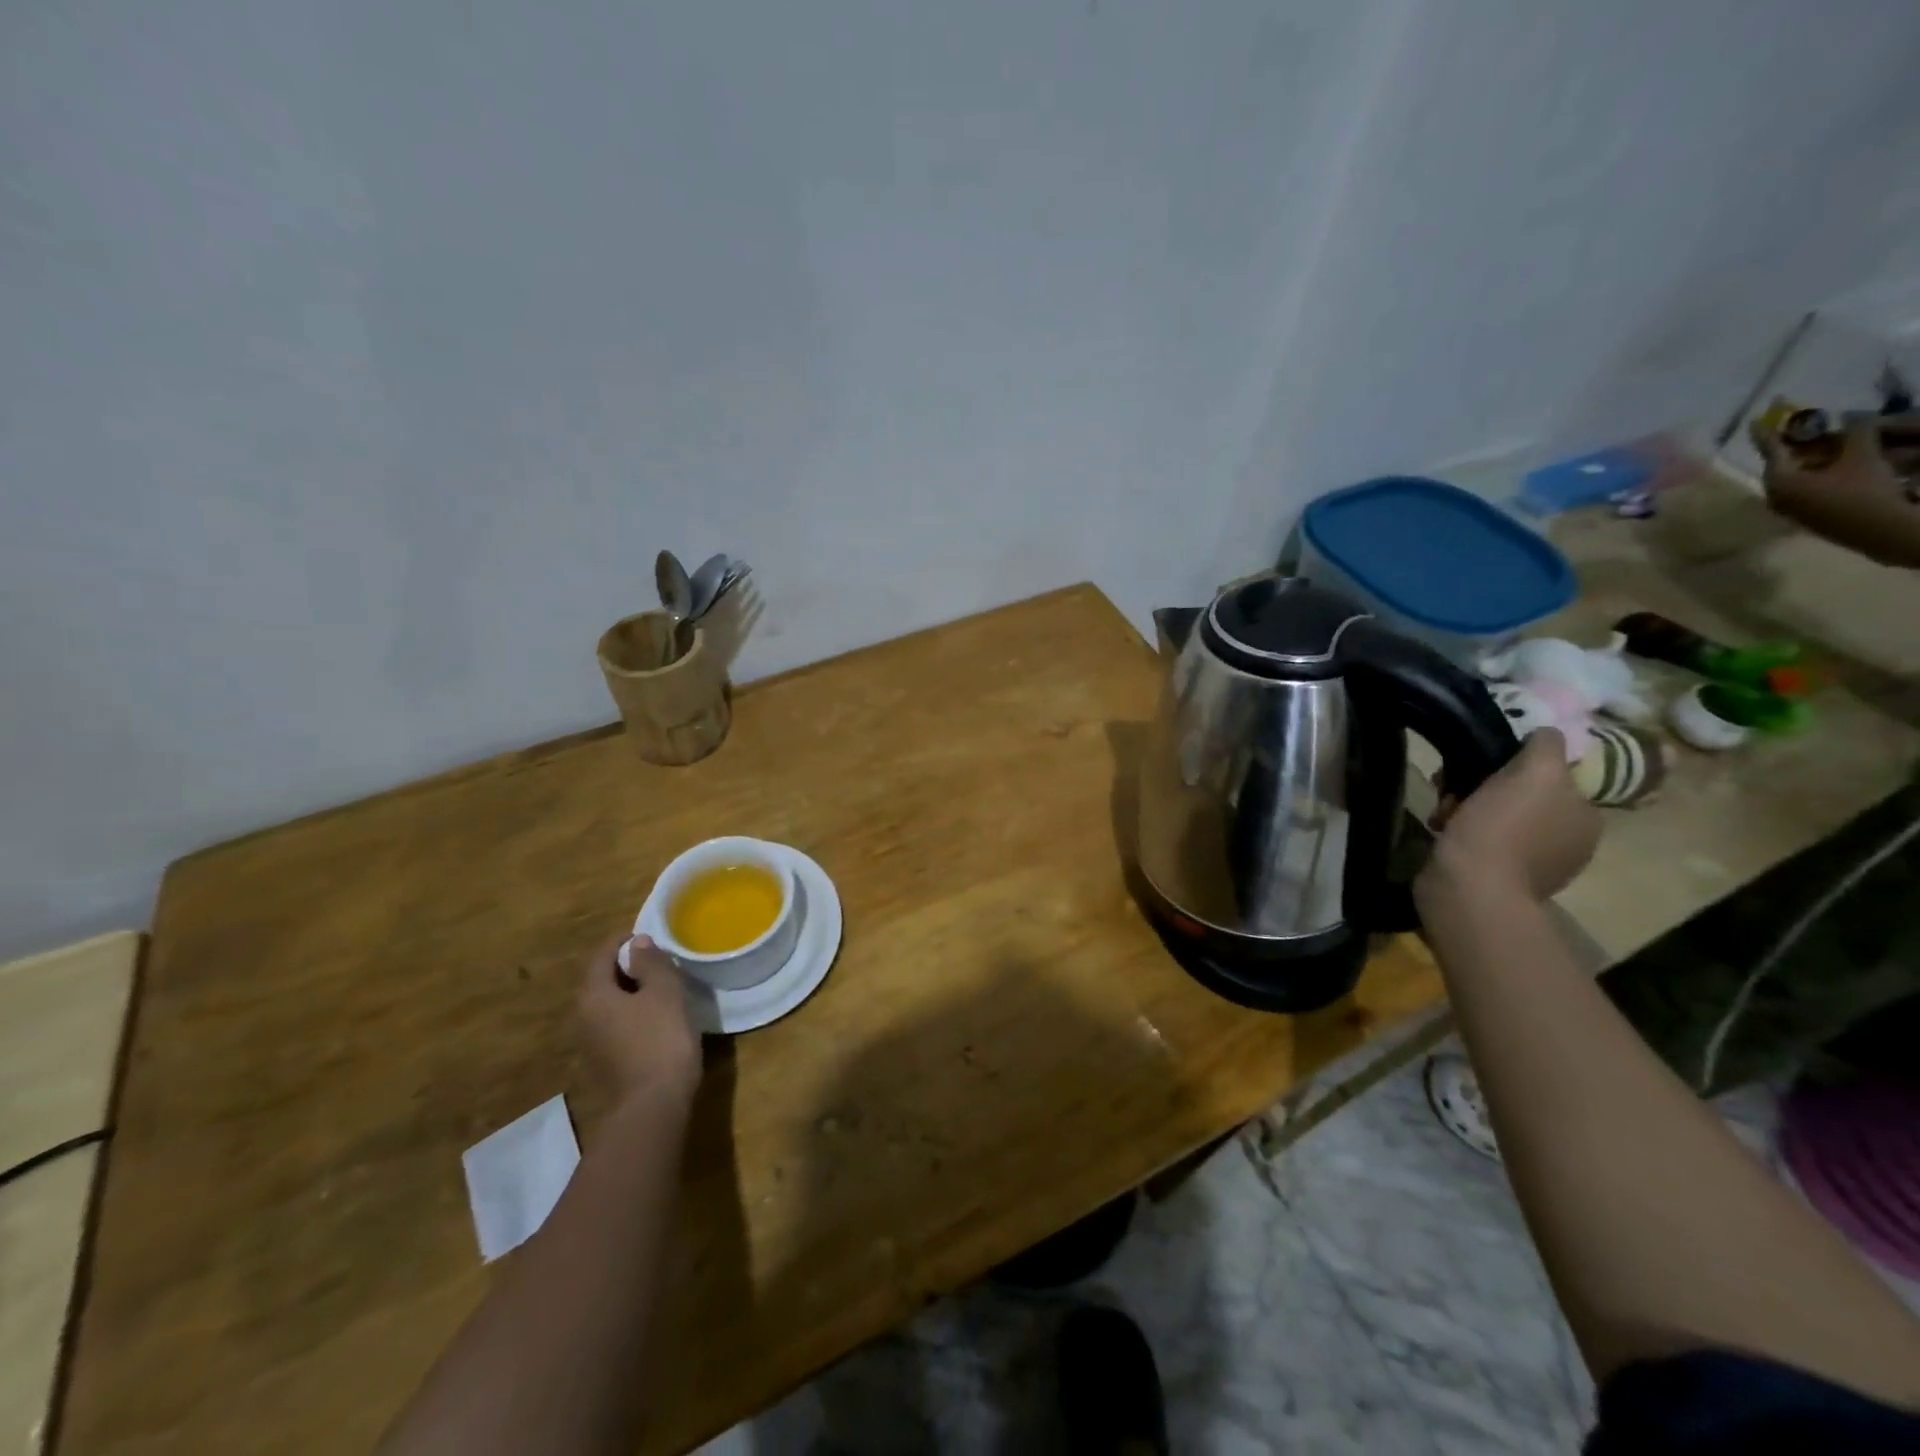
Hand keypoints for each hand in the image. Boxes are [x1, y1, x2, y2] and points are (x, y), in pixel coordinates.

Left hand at [578, 935, 700, 1106]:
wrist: (652, 1107)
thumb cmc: (660, 1040)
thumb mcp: (664, 992)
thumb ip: (651, 963)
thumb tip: (638, 943)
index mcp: (593, 995)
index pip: (602, 955)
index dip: (623, 940)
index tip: (649, 934)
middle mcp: (583, 1017)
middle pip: (602, 980)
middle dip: (627, 966)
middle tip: (659, 959)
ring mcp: (590, 1044)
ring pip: (609, 1004)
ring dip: (631, 991)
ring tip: (662, 986)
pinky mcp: (605, 1063)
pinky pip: (616, 1025)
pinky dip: (632, 1013)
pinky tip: (657, 1018)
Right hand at [1421, 729, 1599, 902]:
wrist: (1469, 889)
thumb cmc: (1503, 828)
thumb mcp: (1536, 773)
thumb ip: (1547, 746)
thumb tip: (1545, 734)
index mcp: (1585, 817)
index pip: (1551, 773)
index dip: (1514, 763)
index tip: (1482, 764)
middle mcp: (1566, 840)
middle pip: (1519, 793)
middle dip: (1482, 784)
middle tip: (1451, 787)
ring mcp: (1531, 863)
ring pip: (1493, 814)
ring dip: (1464, 805)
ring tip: (1441, 812)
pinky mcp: (1495, 877)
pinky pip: (1477, 839)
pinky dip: (1458, 830)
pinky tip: (1441, 830)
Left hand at [1750, 410, 1919, 566]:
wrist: (1880, 529)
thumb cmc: (1865, 490)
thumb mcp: (1862, 455)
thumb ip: (1855, 432)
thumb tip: (1852, 416)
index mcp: (1779, 482)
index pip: (1772, 451)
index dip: (1767, 433)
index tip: (1754, 421)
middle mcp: (1775, 496)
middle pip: (1784, 463)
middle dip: (1798, 444)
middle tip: (1808, 426)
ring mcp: (1788, 507)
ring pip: (1796, 475)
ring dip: (1813, 457)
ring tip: (1831, 439)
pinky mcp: (1805, 515)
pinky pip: (1805, 486)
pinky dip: (1818, 471)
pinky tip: (1836, 461)